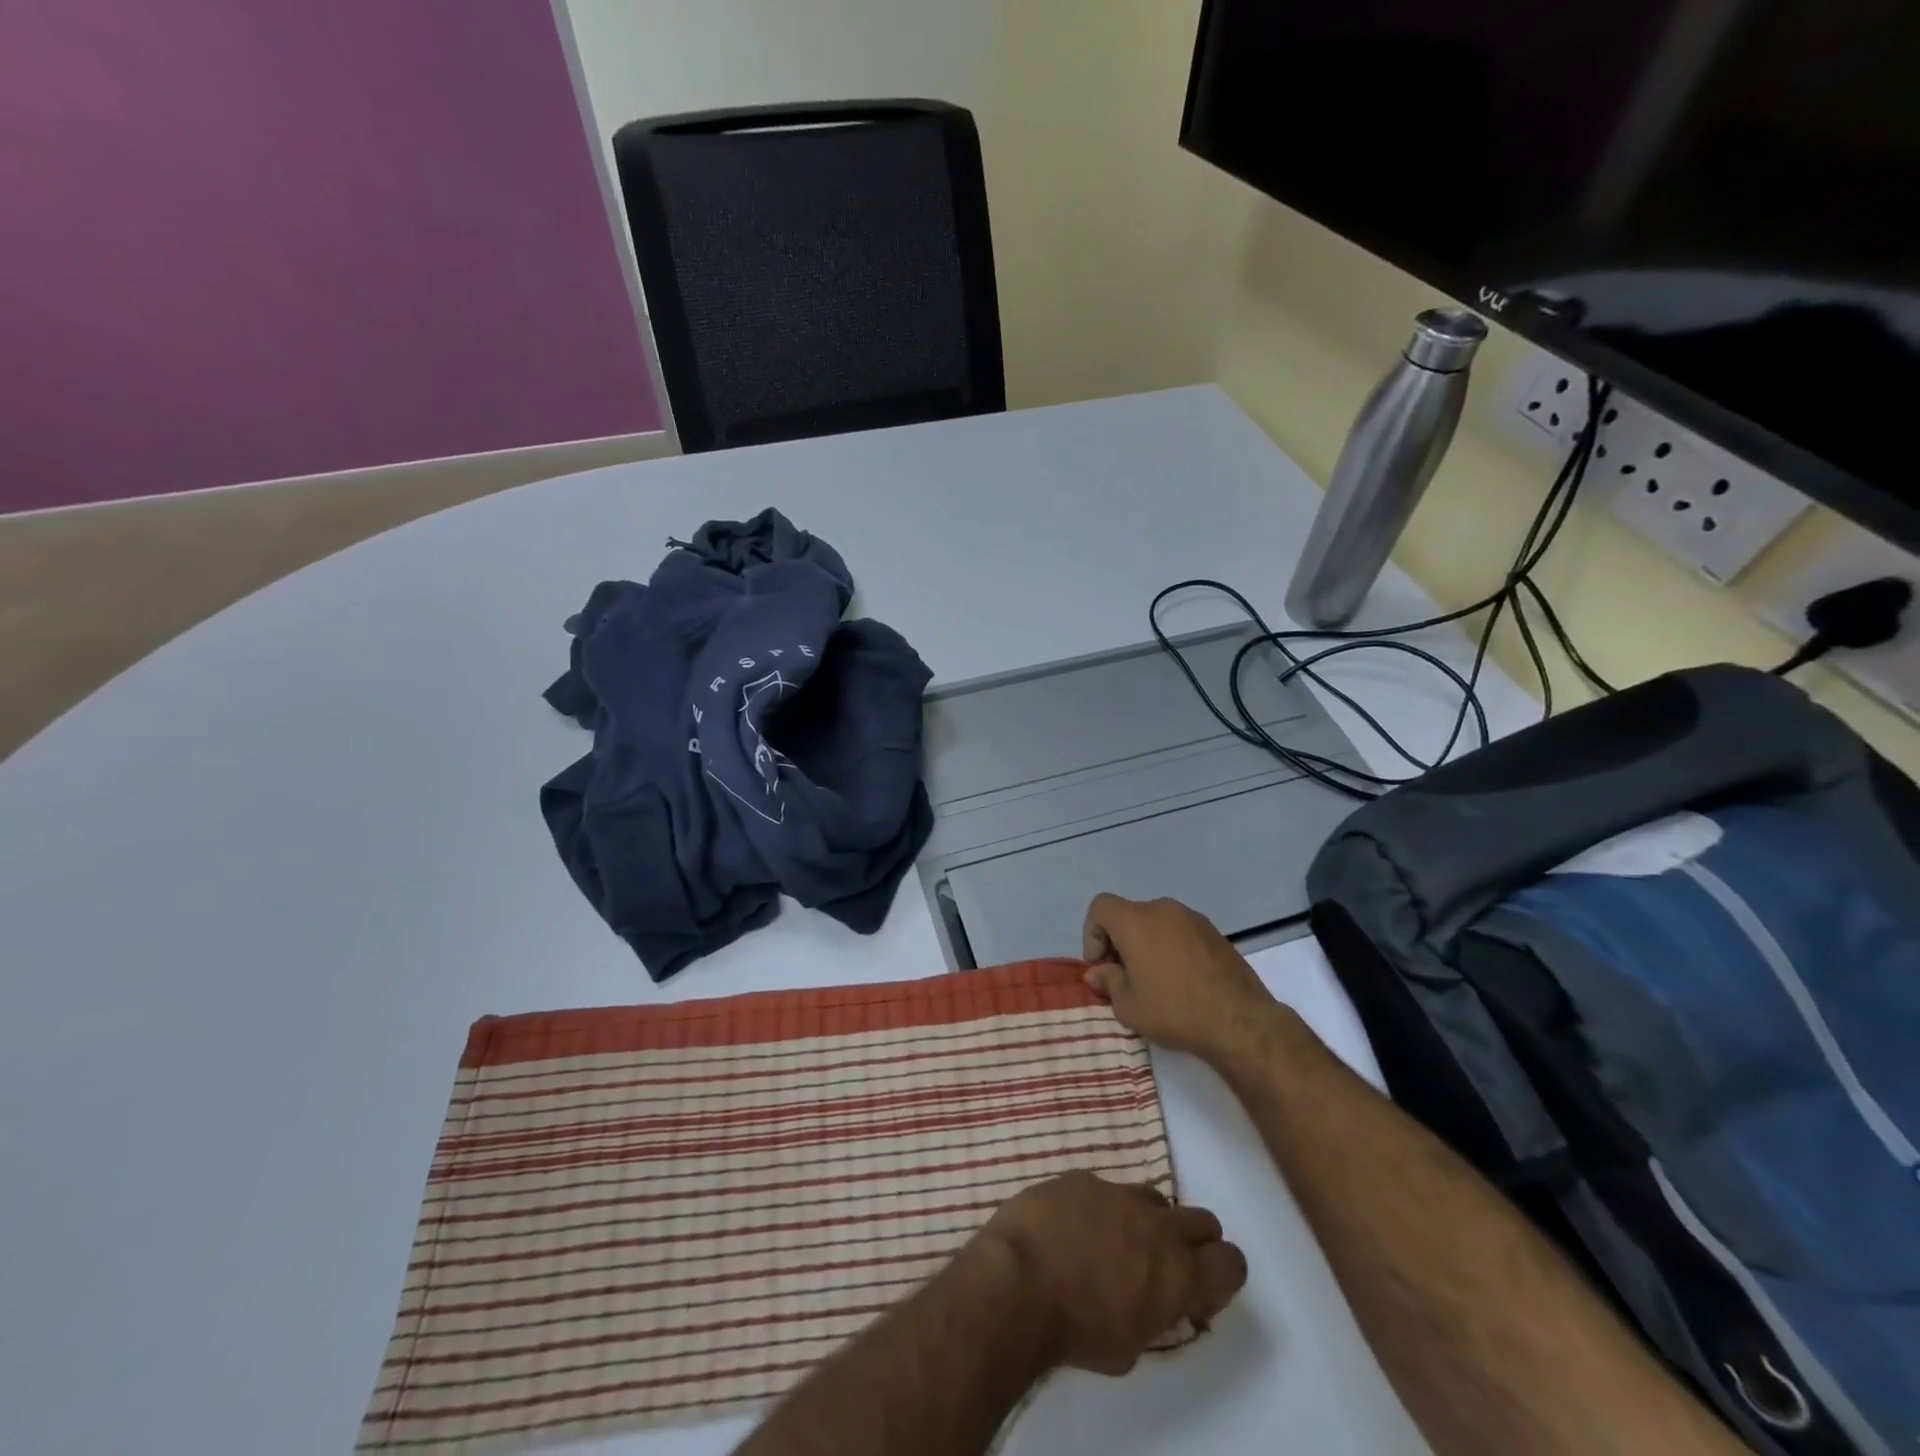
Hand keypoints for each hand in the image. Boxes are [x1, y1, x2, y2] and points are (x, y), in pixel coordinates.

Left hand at [975, 1172, 1246, 1375]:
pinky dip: (1101, 1208)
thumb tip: (1158, 1299)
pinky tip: (1074, 1228)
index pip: (1231, 1263)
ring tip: (1115, 1244)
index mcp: (1177, 1273)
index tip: (1200, 1290)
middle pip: (1202, 1221)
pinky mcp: (1082, 1177)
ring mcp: (1118, 1193)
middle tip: (1165, 1264)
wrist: (1018, 1280)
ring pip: (1154, 1198)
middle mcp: (1156, 1225)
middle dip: (1194, 1242)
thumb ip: (1155, 1314)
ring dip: (1147, 1220)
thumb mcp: (1129, 1347)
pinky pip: (1106, 1189)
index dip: (1222, 1276)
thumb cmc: (1075, 1331)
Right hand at [1082, 894, 1281, 1065]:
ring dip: (1146, 945)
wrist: (1240, 1020)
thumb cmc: (1175, 1010)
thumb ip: (1108, 982)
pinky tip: (1181, 980)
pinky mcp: (1214, 932)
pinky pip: (1180, 932)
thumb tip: (1098, 972)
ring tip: (1155, 981)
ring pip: (1156, 923)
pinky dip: (1171, 948)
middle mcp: (1163, 909)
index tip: (1103, 967)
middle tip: (1125, 977)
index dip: (1092, 935)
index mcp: (1136, 921)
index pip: (1100, 907)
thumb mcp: (1129, 1006)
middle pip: (1128, 915)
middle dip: (1119, 942)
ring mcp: (1192, 918)